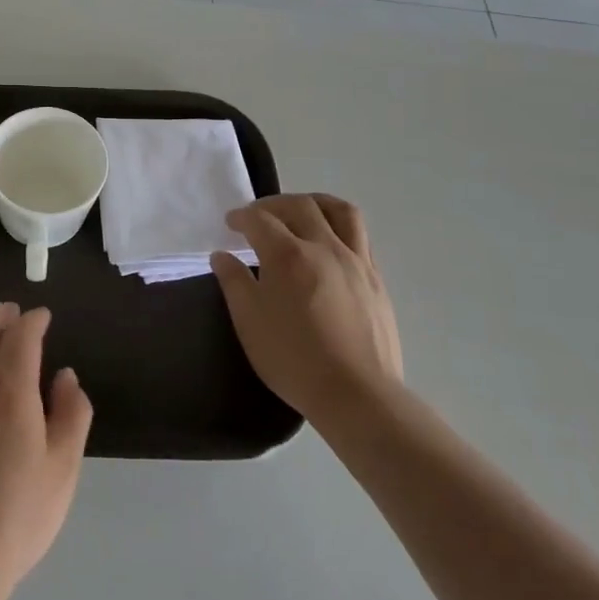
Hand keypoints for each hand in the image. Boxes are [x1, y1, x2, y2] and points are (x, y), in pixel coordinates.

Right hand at [212, 194, 402, 427]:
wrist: (357, 395)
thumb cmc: (294, 359)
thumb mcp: (249, 322)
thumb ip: (234, 282)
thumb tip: (222, 256)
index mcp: (288, 255)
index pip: (260, 219)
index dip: (241, 217)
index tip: (230, 224)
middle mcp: (324, 247)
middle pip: (299, 206)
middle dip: (274, 204)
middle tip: (258, 216)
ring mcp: (356, 261)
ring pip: (340, 211)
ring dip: (314, 203)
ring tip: (301, 212)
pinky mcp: (376, 279)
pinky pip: (360, 236)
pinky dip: (339, 228)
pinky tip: (329, 245)